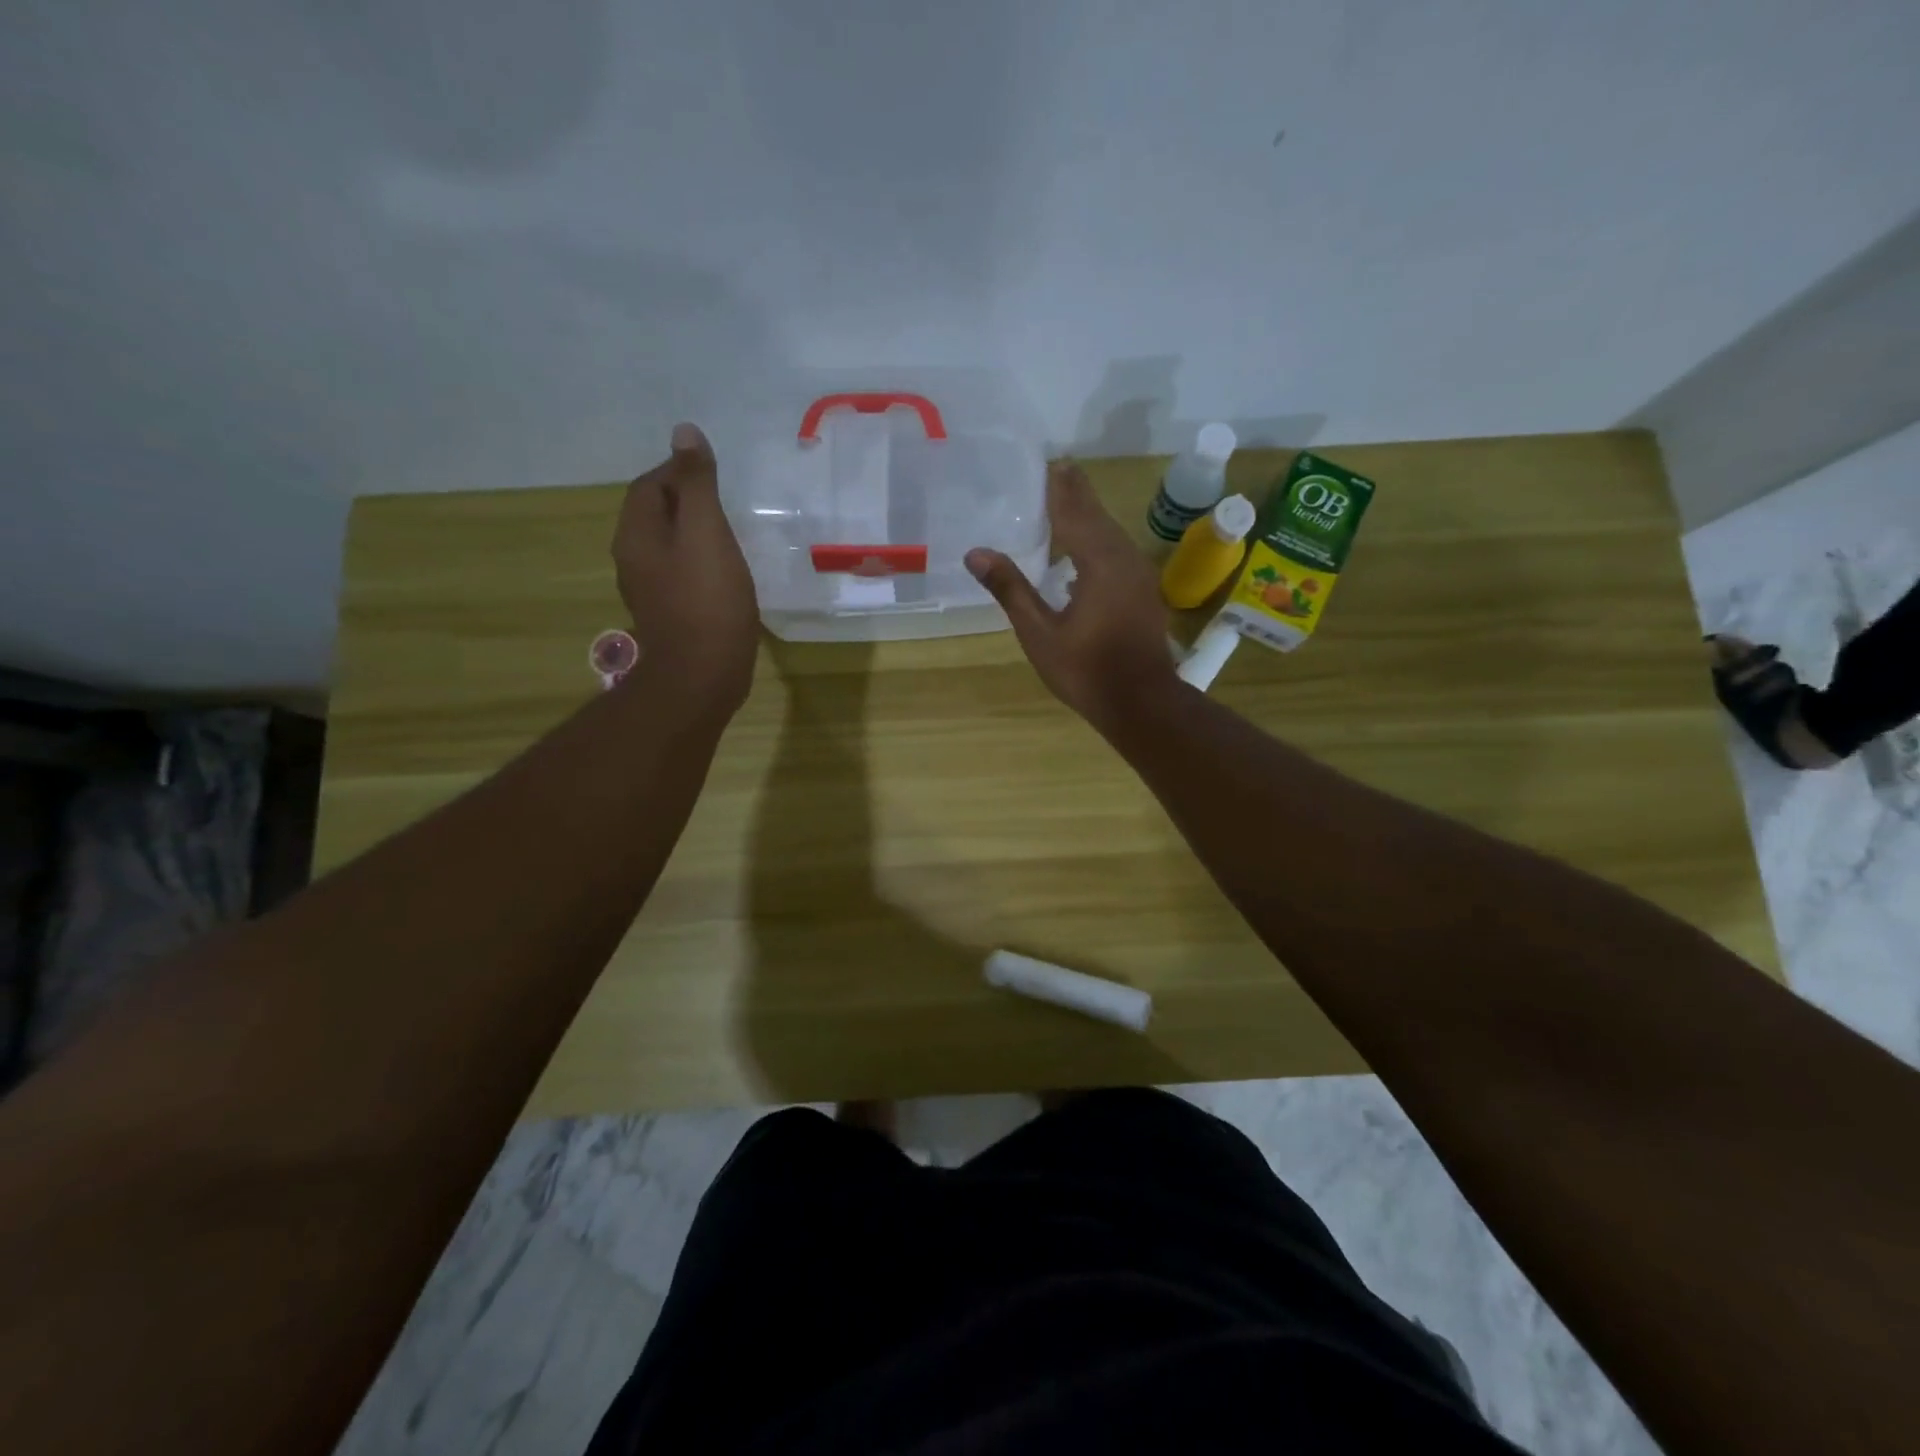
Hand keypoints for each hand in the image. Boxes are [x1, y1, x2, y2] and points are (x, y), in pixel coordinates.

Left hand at [614, 423, 759, 714]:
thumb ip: (696, 484)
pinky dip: (698, 563)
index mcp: (636, 534)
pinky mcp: (669, 614)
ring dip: (693, 534)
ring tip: (728, 534)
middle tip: (725, 502)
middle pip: (655, 515)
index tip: (714, 474)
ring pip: (668, 546)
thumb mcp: (706, 532)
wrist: (703, 675)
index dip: (679, 471)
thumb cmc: (707, 600)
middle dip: (686, 501)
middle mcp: (633, 559)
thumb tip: (684, 432)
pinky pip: (680, 574)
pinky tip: (724, 573)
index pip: (649, 485)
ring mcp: (650, 591)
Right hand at [966, 460, 1175, 727]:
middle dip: (1076, 493)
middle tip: (1059, 469)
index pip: (1074, 513)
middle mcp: (1123, 559)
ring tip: (1069, 499)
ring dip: (1090, 514)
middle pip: (1097, 516)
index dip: (1060, 489)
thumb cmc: (1086, 670)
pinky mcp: (1143, 591)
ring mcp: (1138, 575)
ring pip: (1111, 533)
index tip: (1050, 462)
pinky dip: (1099, 538)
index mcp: (1099, 563)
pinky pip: (1118, 550)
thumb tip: (976, 553)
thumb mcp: (1040, 634)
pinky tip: (1087, 547)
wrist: (1141, 702)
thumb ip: (1011, 589)